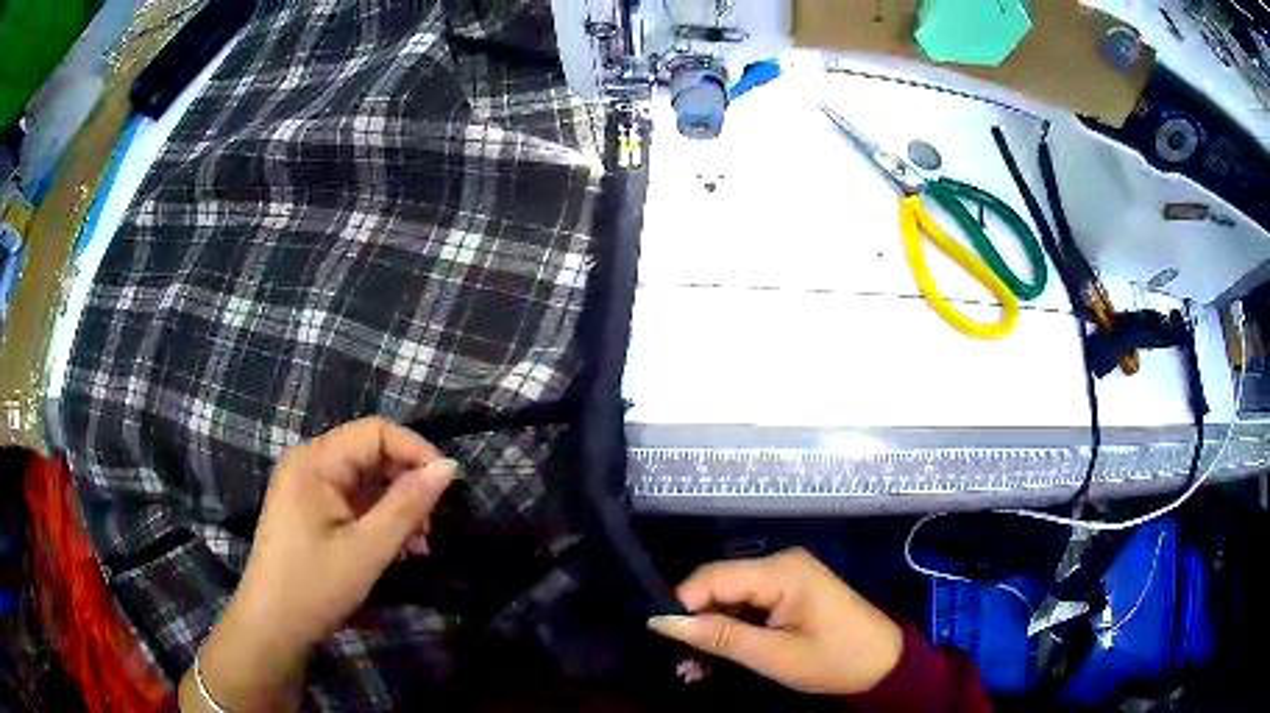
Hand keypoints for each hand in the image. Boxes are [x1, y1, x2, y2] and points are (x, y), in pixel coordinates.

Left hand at [180, 417, 456, 711]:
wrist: (274, 626)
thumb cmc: (315, 585)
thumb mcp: (368, 549)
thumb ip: (408, 505)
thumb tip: (449, 467)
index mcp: (315, 461)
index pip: (376, 432)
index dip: (416, 451)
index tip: (449, 487)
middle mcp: (310, 463)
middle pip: (372, 455)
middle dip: (408, 485)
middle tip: (433, 527)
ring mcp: (309, 487)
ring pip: (367, 481)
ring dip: (398, 507)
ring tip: (420, 546)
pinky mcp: (312, 510)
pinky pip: (355, 502)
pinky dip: (380, 520)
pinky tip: (398, 550)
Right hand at [647, 548, 903, 695]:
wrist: (884, 664)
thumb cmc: (835, 660)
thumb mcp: (774, 656)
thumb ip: (719, 636)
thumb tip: (662, 622)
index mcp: (782, 571)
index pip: (711, 577)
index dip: (680, 605)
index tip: (661, 640)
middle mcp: (781, 563)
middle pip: (718, 585)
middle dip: (694, 623)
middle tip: (680, 664)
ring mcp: (786, 576)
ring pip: (729, 597)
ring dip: (710, 630)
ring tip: (695, 670)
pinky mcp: (789, 591)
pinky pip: (747, 604)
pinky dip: (730, 629)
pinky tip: (718, 656)